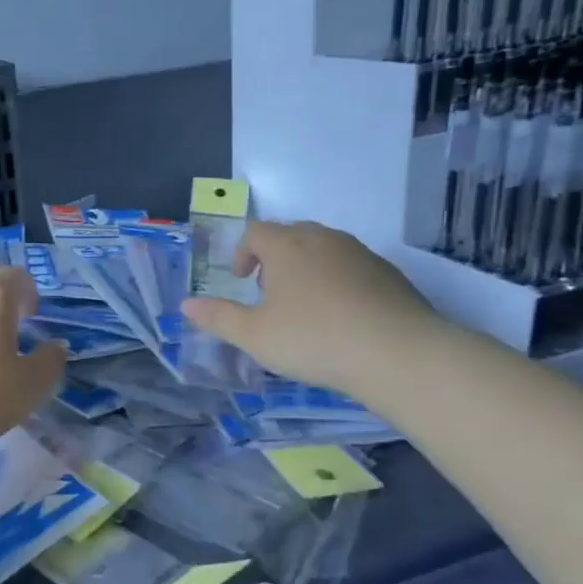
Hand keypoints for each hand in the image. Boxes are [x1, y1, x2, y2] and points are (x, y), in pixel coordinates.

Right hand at [179, 221, 442, 396]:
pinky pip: (352, 267)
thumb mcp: (254, 335)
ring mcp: (360, 253)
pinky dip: (338, 281)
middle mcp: (323, 239)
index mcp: (287, 246)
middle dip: (274, 257)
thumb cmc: (312, 338)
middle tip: (269, 291)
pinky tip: (341, 317)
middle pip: (291, 234)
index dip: (243, 253)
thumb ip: (218, 318)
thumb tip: (186, 305)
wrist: (396, 352)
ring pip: (324, 249)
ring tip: (304, 305)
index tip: (241, 280)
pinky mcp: (389, 273)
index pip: (256, 232)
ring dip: (307, 267)